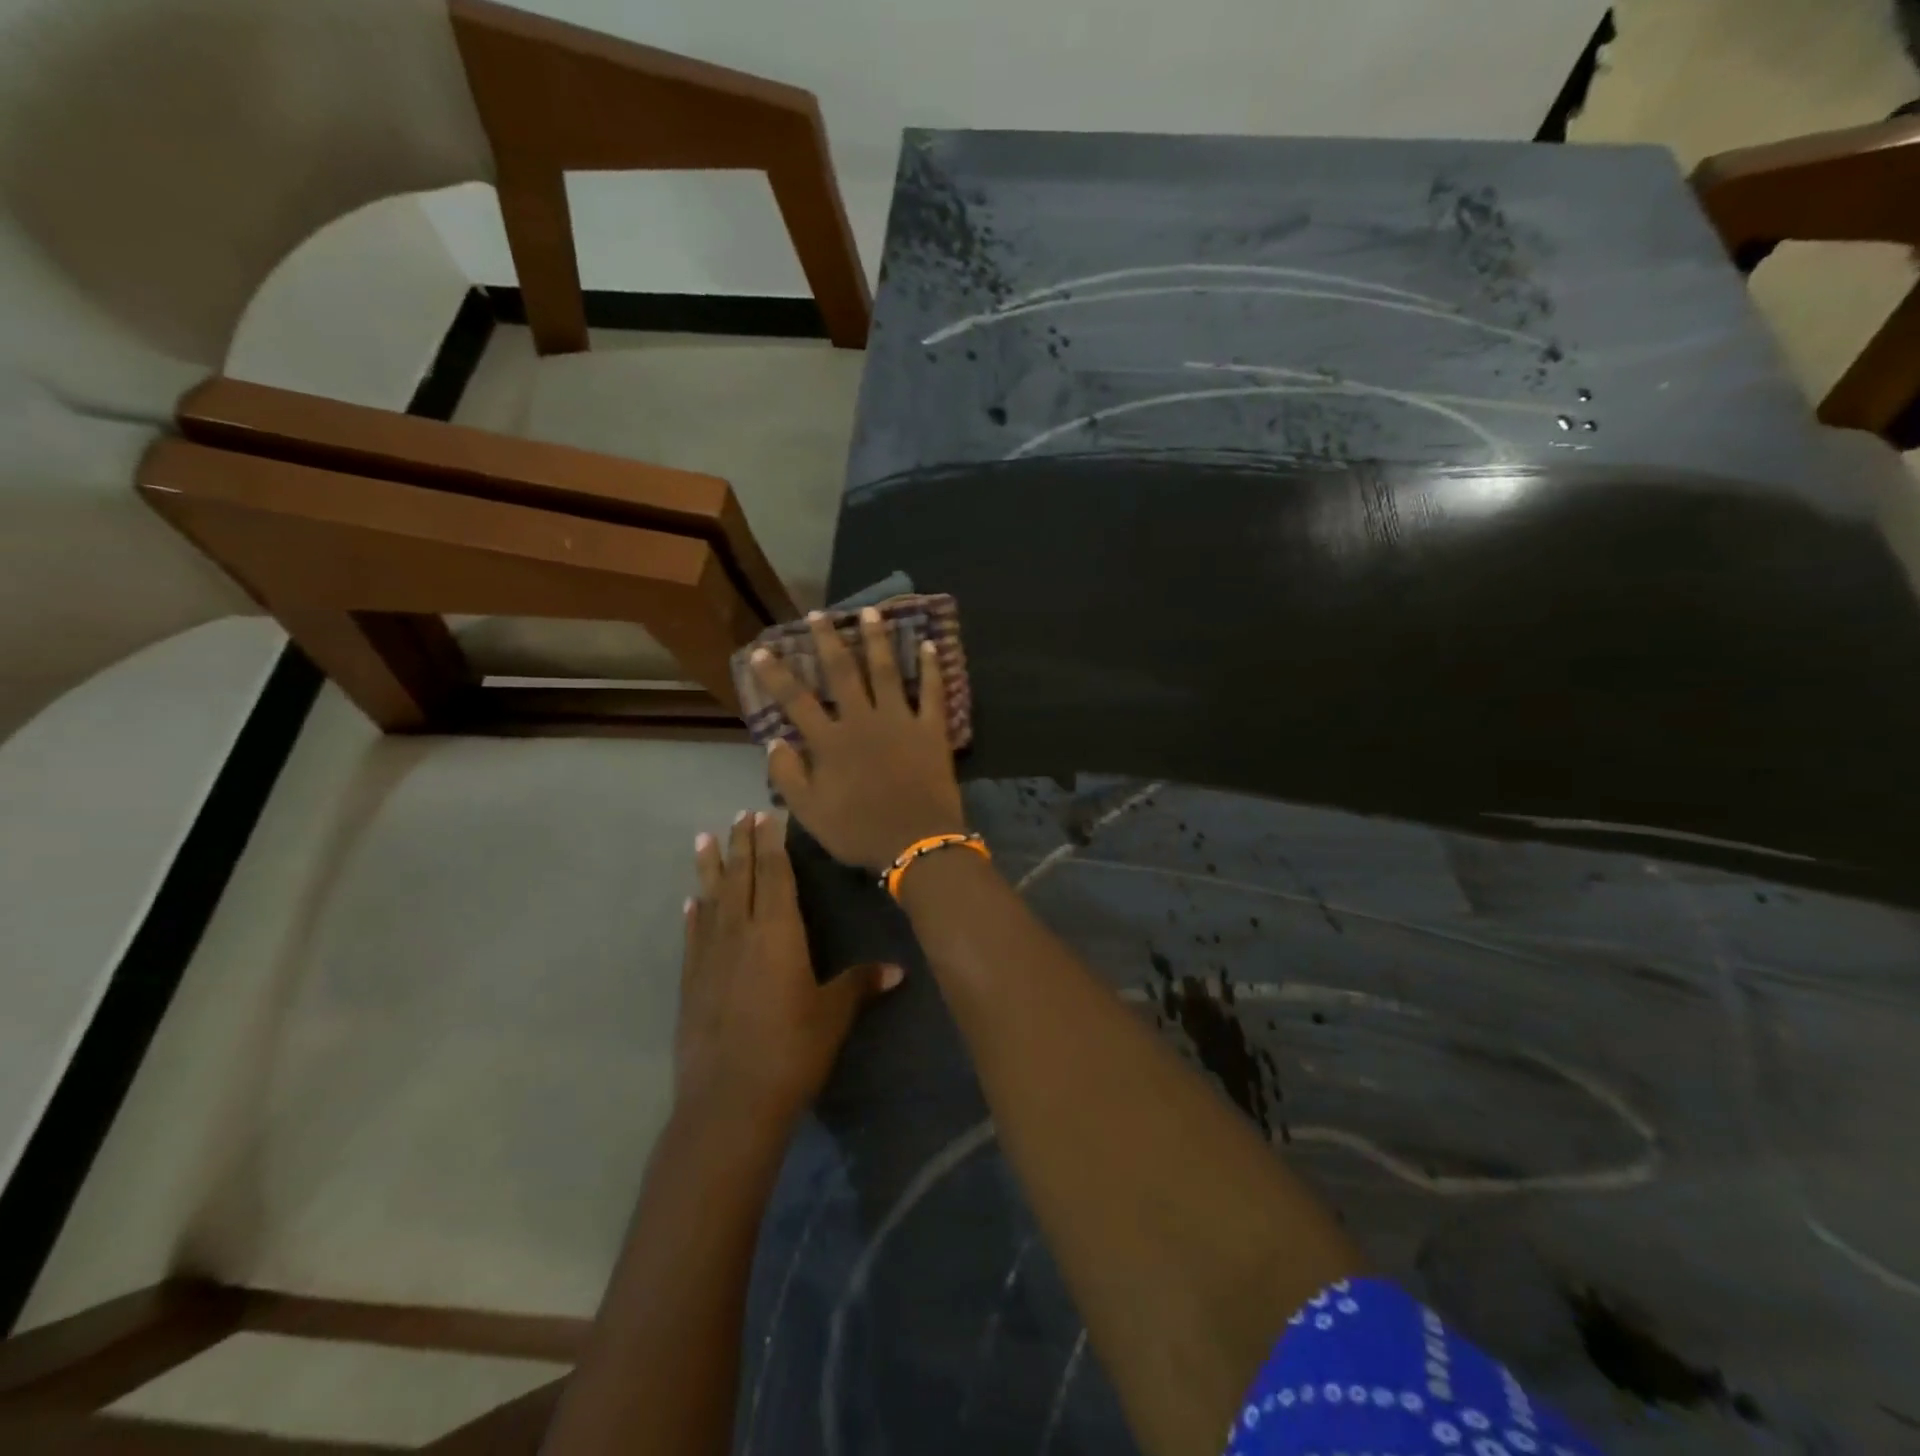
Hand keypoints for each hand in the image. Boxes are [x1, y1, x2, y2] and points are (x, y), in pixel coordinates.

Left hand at [676, 810, 900, 1127]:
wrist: (727, 1104)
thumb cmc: (790, 1051)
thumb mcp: (833, 1015)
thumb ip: (860, 984)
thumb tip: (897, 969)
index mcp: (778, 932)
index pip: (776, 874)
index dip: (772, 843)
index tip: (766, 814)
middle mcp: (740, 933)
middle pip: (741, 877)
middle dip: (742, 844)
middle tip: (738, 815)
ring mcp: (710, 958)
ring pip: (711, 899)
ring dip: (710, 868)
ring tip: (703, 839)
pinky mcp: (691, 984)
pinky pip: (693, 936)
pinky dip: (694, 915)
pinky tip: (691, 903)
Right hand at [751, 609, 966, 872]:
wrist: (916, 843)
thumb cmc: (859, 832)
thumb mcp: (810, 814)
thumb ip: (788, 775)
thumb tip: (774, 740)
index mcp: (830, 742)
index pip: (796, 700)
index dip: (776, 674)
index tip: (762, 650)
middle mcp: (862, 721)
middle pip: (842, 672)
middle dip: (827, 640)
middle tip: (818, 614)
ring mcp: (899, 720)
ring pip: (886, 670)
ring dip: (877, 639)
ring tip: (870, 611)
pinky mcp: (931, 728)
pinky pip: (932, 691)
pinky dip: (931, 667)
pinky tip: (928, 643)